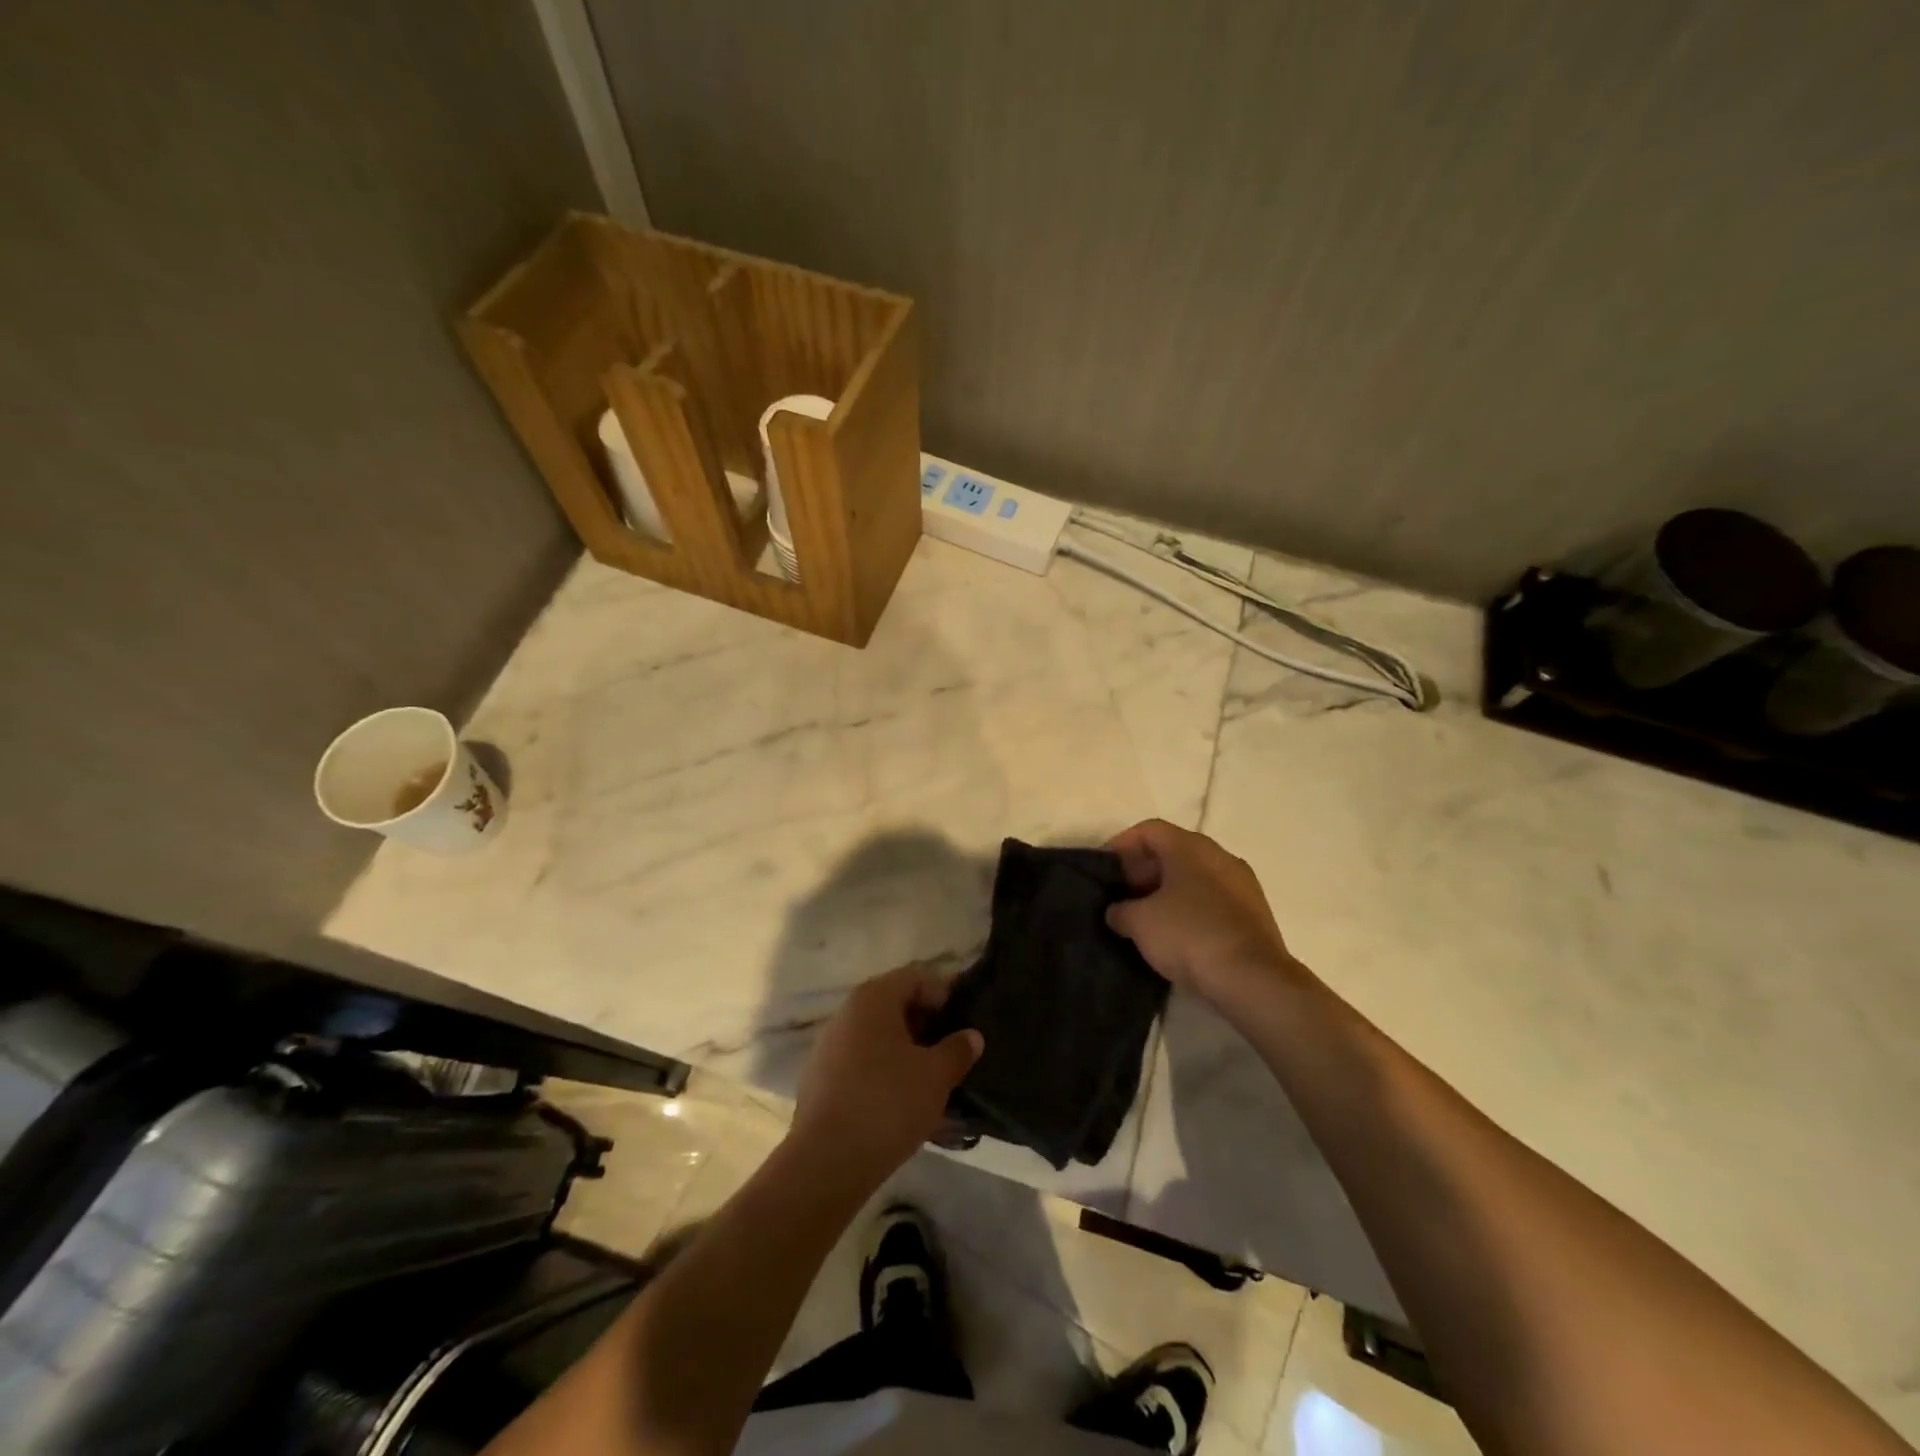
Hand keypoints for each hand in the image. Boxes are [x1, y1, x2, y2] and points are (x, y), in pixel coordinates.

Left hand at [790, 963, 983, 1183]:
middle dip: (926, 1025)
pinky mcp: (820, 1078)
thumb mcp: (935, 1076)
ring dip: (906, 1051)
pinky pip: (861, 1062)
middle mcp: (847, 1012)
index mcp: (873, 998)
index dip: (944, 995)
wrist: (827, 1161)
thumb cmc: (887, 1103)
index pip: (916, 977)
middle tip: (951, 1052)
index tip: (963, 1023)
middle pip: (895, 1005)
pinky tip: (901, 1101)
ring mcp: (829, 1045)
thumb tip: (971, 1036)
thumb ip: (957, 1050)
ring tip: (931, 1080)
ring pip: (878, 1036)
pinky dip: (884, 1071)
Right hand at [1106, 819, 1296, 1001]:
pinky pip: (1213, 899)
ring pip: (1195, 876)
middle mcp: (1220, 855)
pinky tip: (1178, 935)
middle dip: (1144, 870)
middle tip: (1123, 896)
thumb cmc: (1189, 935)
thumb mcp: (1139, 922)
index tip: (1105, 870)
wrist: (1253, 979)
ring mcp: (1242, 884)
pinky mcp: (1254, 913)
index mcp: (1191, 847)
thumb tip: (1119, 911)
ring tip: (1147, 919)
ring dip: (1168, 891)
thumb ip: (1121, 910)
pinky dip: (1191, 908)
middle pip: (1173, 851)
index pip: (1149, 830)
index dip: (1121, 845)